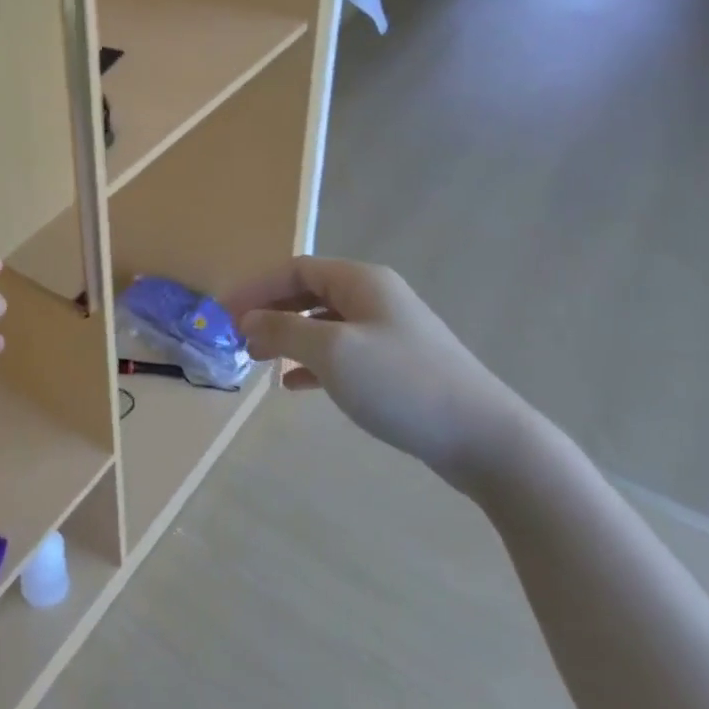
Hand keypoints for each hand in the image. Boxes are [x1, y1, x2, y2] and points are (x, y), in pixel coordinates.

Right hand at [224, 258, 530, 487]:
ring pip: (323, 324)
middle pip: (307, 293)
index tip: (223, 313)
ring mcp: (389, 333)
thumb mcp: (332, 351)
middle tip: (238, 338)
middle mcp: (375, 298)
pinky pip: (342, 354)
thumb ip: (283, 329)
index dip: (255, 287)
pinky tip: (294, 385)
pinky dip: (313, 364)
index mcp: (361, 282)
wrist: (485, 439)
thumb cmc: (402, 383)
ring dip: (287, 337)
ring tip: (259, 360)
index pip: (295, 269)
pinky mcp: (397, 367)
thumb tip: (248, 319)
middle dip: (269, 312)